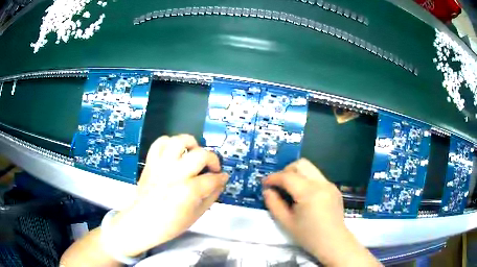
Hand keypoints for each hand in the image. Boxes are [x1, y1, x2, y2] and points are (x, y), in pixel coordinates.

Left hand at [106, 134, 228, 256]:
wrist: (142, 222)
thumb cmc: (169, 224)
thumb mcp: (196, 215)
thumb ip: (211, 197)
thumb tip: (220, 183)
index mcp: (188, 191)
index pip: (212, 178)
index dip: (221, 178)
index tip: (222, 178)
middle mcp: (175, 174)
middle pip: (200, 155)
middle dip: (212, 160)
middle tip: (212, 168)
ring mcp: (161, 166)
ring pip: (179, 141)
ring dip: (191, 144)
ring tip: (194, 153)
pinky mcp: (151, 163)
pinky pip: (159, 143)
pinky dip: (169, 143)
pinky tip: (175, 152)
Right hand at [263, 159, 380, 266]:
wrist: (333, 242)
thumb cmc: (308, 236)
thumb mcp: (286, 222)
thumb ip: (274, 204)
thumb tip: (267, 190)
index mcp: (309, 193)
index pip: (287, 176)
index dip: (273, 178)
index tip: (264, 183)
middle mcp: (321, 183)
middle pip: (301, 164)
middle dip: (286, 171)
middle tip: (278, 185)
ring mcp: (330, 184)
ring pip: (310, 168)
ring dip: (296, 174)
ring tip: (290, 190)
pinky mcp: (334, 188)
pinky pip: (317, 177)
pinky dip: (306, 180)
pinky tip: (304, 196)